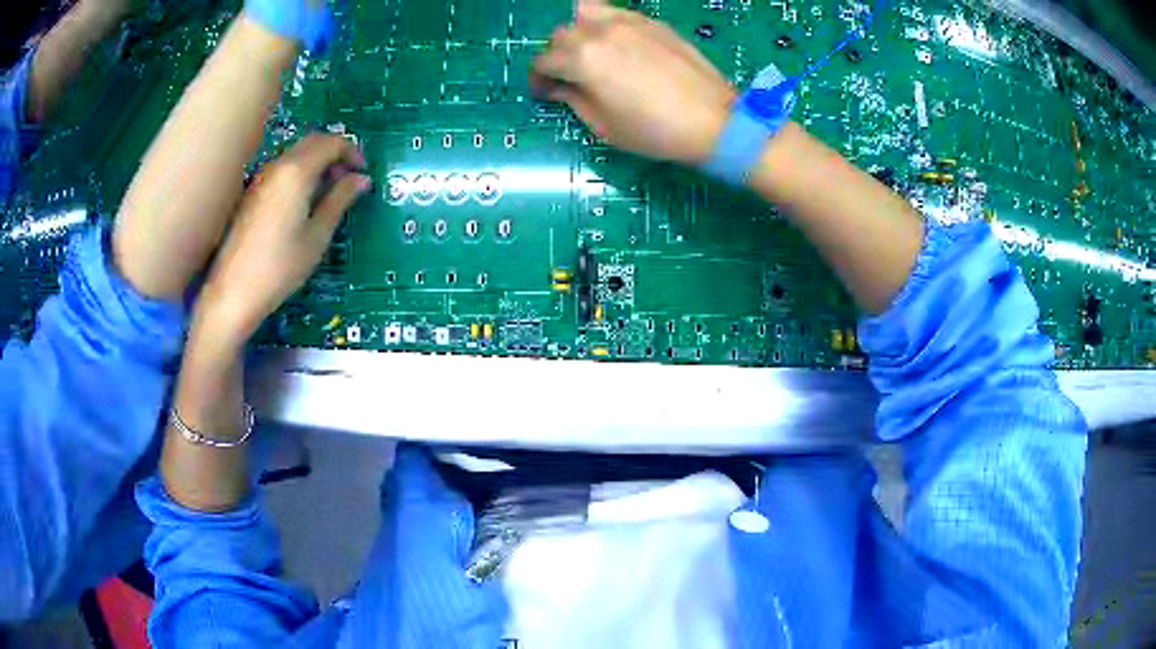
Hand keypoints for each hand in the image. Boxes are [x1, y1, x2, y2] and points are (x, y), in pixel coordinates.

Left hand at [195, 134, 369, 347]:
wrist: (233, 292)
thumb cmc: (280, 268)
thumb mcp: (317, 236)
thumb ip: (339, 200)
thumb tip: (361, 179)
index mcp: (297, 172)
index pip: (331, 142)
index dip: (353, 152)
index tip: (364, 172)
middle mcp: (278, 166)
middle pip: (313, 141)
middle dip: (336, 152)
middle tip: (350, 179)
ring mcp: (262, 178)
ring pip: (297, 153)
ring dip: (318, 162)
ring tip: (330, 192)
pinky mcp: (253, 192)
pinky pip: (284, 168)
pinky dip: (302, 172)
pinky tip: (306, 201)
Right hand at [531, 0, 735, 165]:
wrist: (713, 121)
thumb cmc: (654, 131)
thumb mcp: (603, 126)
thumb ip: (573, 100)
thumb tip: (557, 88)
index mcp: (583, 59)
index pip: (544, 61)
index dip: (538, 79)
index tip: (545, 92)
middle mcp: (600, 31)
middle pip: (562, 33)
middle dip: (557, 55)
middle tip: (568, 76)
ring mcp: (629, 22)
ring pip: (586, 12)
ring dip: (579, 30)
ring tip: (590, 51)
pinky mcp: (653, 23)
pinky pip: (617, 14)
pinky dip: (607, 25)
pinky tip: (619, 46)